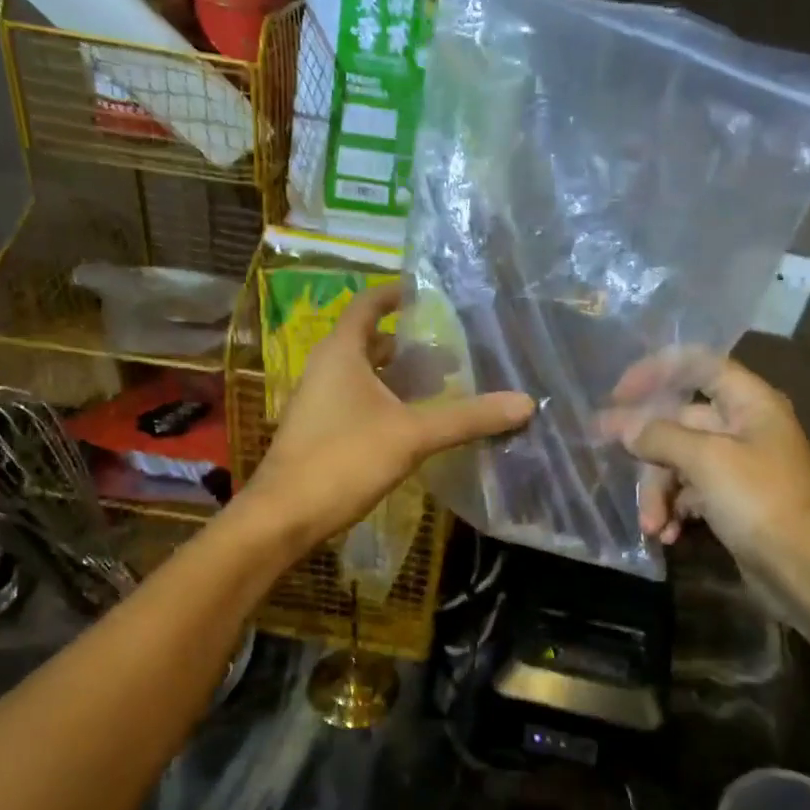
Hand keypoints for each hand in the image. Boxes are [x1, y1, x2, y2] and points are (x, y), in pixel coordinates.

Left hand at [244, 282, 534, 551]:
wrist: (284, 516)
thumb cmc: (344, 460)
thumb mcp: (412, 435)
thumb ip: (467, 417)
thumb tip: (525, 403)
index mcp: (341, 353)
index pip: (367, 304)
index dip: (396, 294)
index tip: (427, 293)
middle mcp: (325, 368)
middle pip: (368, 341)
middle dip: (407, 344)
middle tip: (451, 352)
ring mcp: (318, 401)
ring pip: (363, 374)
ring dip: (398, 375)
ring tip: (439, 385)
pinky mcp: (319, 430)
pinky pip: (357, 401)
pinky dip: (385, 400)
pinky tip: (412, 423)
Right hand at [608, 351, 809, 579]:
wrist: (805, 570)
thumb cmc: (760, 502)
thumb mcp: (707, 461)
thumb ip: (660, 436)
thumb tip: (623, 426)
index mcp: (749, 403)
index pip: (698, 365)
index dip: (657, 371)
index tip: (619, 395)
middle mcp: (744, 427)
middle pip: (680, 422)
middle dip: (649, 451)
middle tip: (612, 460)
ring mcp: (738, 466)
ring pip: (680, 462)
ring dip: (659, 492)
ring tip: (651, 525)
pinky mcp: (732, 500)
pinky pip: (691, 492)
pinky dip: (675, 510)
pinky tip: (668, 534)